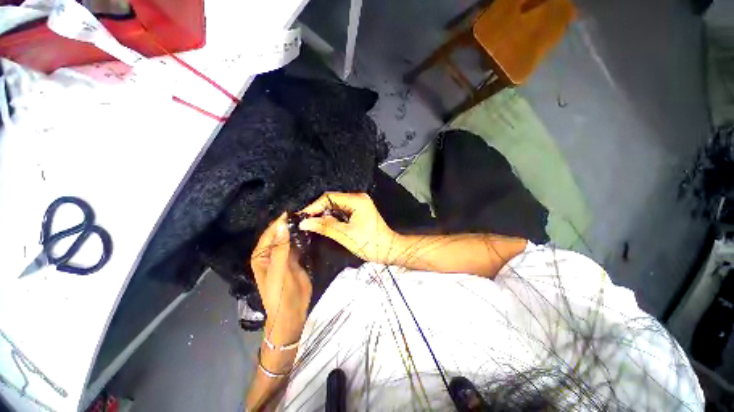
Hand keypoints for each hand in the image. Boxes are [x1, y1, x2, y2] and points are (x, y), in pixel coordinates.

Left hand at [251, 213, 311, 342]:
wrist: (292, 312)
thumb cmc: (280, 294)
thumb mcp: (279, 270)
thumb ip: (281, 248)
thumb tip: (282, 225)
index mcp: (261, 255)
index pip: (271, 233)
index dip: (280, 222)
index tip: (294, 210)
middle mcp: (272, 253)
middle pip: (280, 234)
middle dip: (290, 224)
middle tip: (305, 212)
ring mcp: (285, 256)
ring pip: (290, 238)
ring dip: (298, 230)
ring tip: (310, 218)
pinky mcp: (296, 259)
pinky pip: (298, 245)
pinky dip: (303, 238)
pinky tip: (311, 231)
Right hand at [298, 192, 400, 263]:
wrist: (388, 250)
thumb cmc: (369, 243)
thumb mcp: (345, 235)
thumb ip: (325, 226)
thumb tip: (304, 222)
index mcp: (357, 200)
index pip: (329, 198)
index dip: (314, 206)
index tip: (301, 216)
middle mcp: (358, 198)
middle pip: (332, 200)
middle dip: (318, 209)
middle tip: (305, 220)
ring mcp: (359, 203)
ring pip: (336, 205)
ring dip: (324, 213)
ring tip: (311, 222)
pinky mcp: (359, 210)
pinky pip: (342, 210)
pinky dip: (332, 216)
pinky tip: (324, 223)